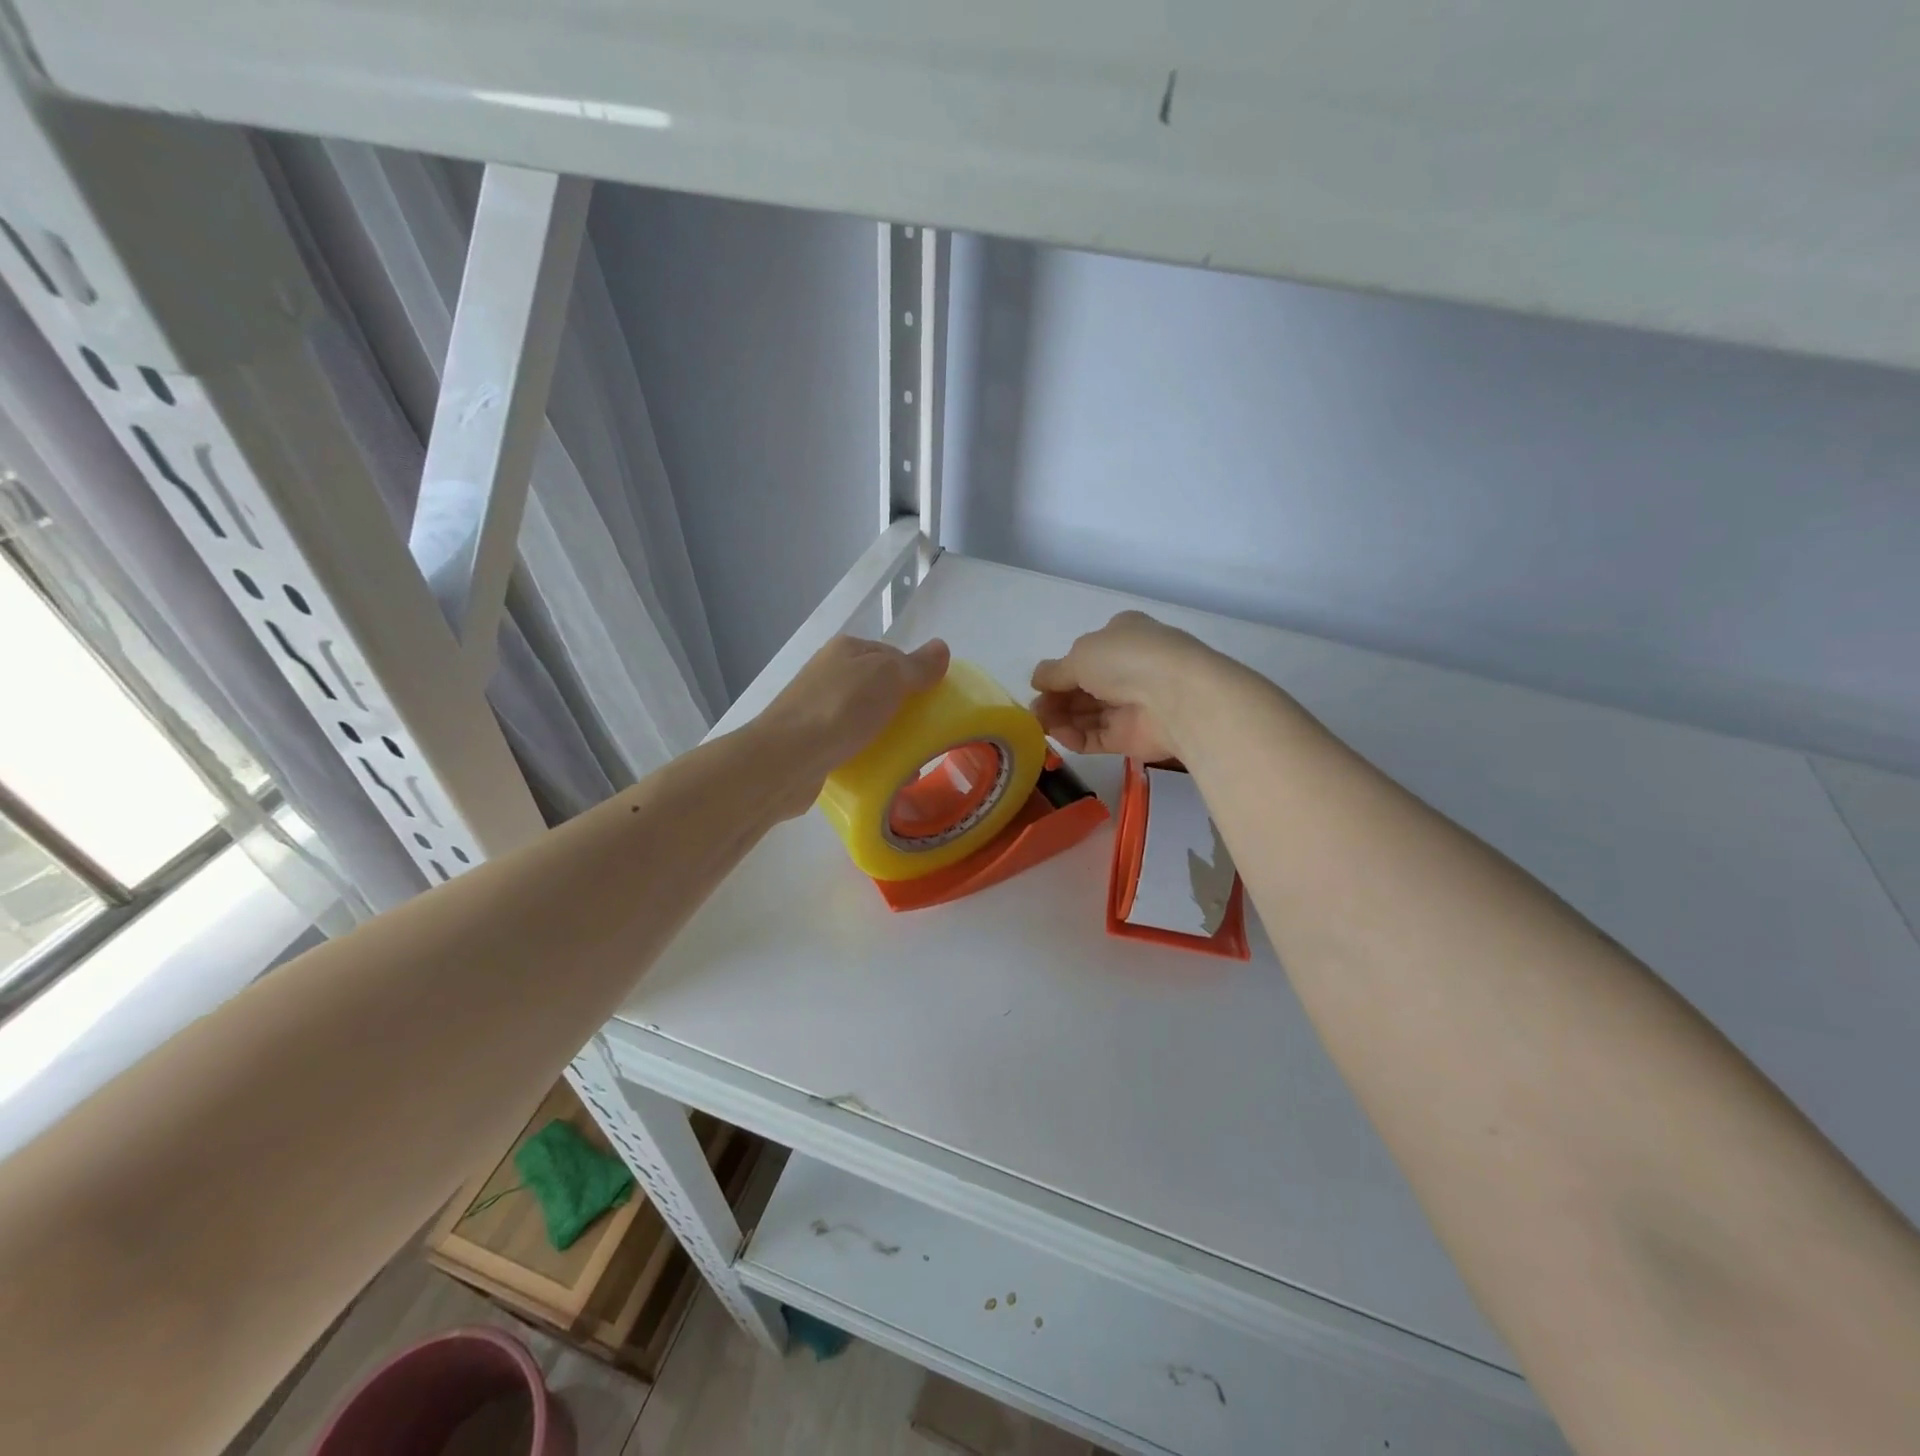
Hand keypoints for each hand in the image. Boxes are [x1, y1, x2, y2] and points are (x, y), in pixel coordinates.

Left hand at [755, 635, 950, 815]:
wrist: (786, 759)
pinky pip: (849, 745)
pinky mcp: (812, 742)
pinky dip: (867, 757)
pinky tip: (879, 773)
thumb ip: (916, 665)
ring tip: (907, 763)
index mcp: (846, 650)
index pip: (893, 655)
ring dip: (887, 738)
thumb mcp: (888, 677)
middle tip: (924, 736)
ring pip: (865, 719)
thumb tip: (941, 647)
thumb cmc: (840, 709)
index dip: (916, 676)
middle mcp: (829, 674)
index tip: (934, 703)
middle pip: (879, 689)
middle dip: (904, 712)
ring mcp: (817, 708)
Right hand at [1030, 611, 1217, 760]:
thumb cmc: (1126, 659)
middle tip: (1034, 711)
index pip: (1086, 654)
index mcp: (1122, 636)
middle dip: (1057, 698)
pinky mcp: (1133, 737)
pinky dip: (1076, 737)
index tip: (1039, 685)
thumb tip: (1036, 680)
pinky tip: (1058, 735)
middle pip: (1084, 687)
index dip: (1061, 670)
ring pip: (1089, 713)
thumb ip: (1054, 671)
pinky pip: (1097, 737)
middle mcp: (1129, 669)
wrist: (1176, 696)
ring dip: (1061, 718)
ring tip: (1039, 724)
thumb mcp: (1080, 655)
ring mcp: (1132, 704)